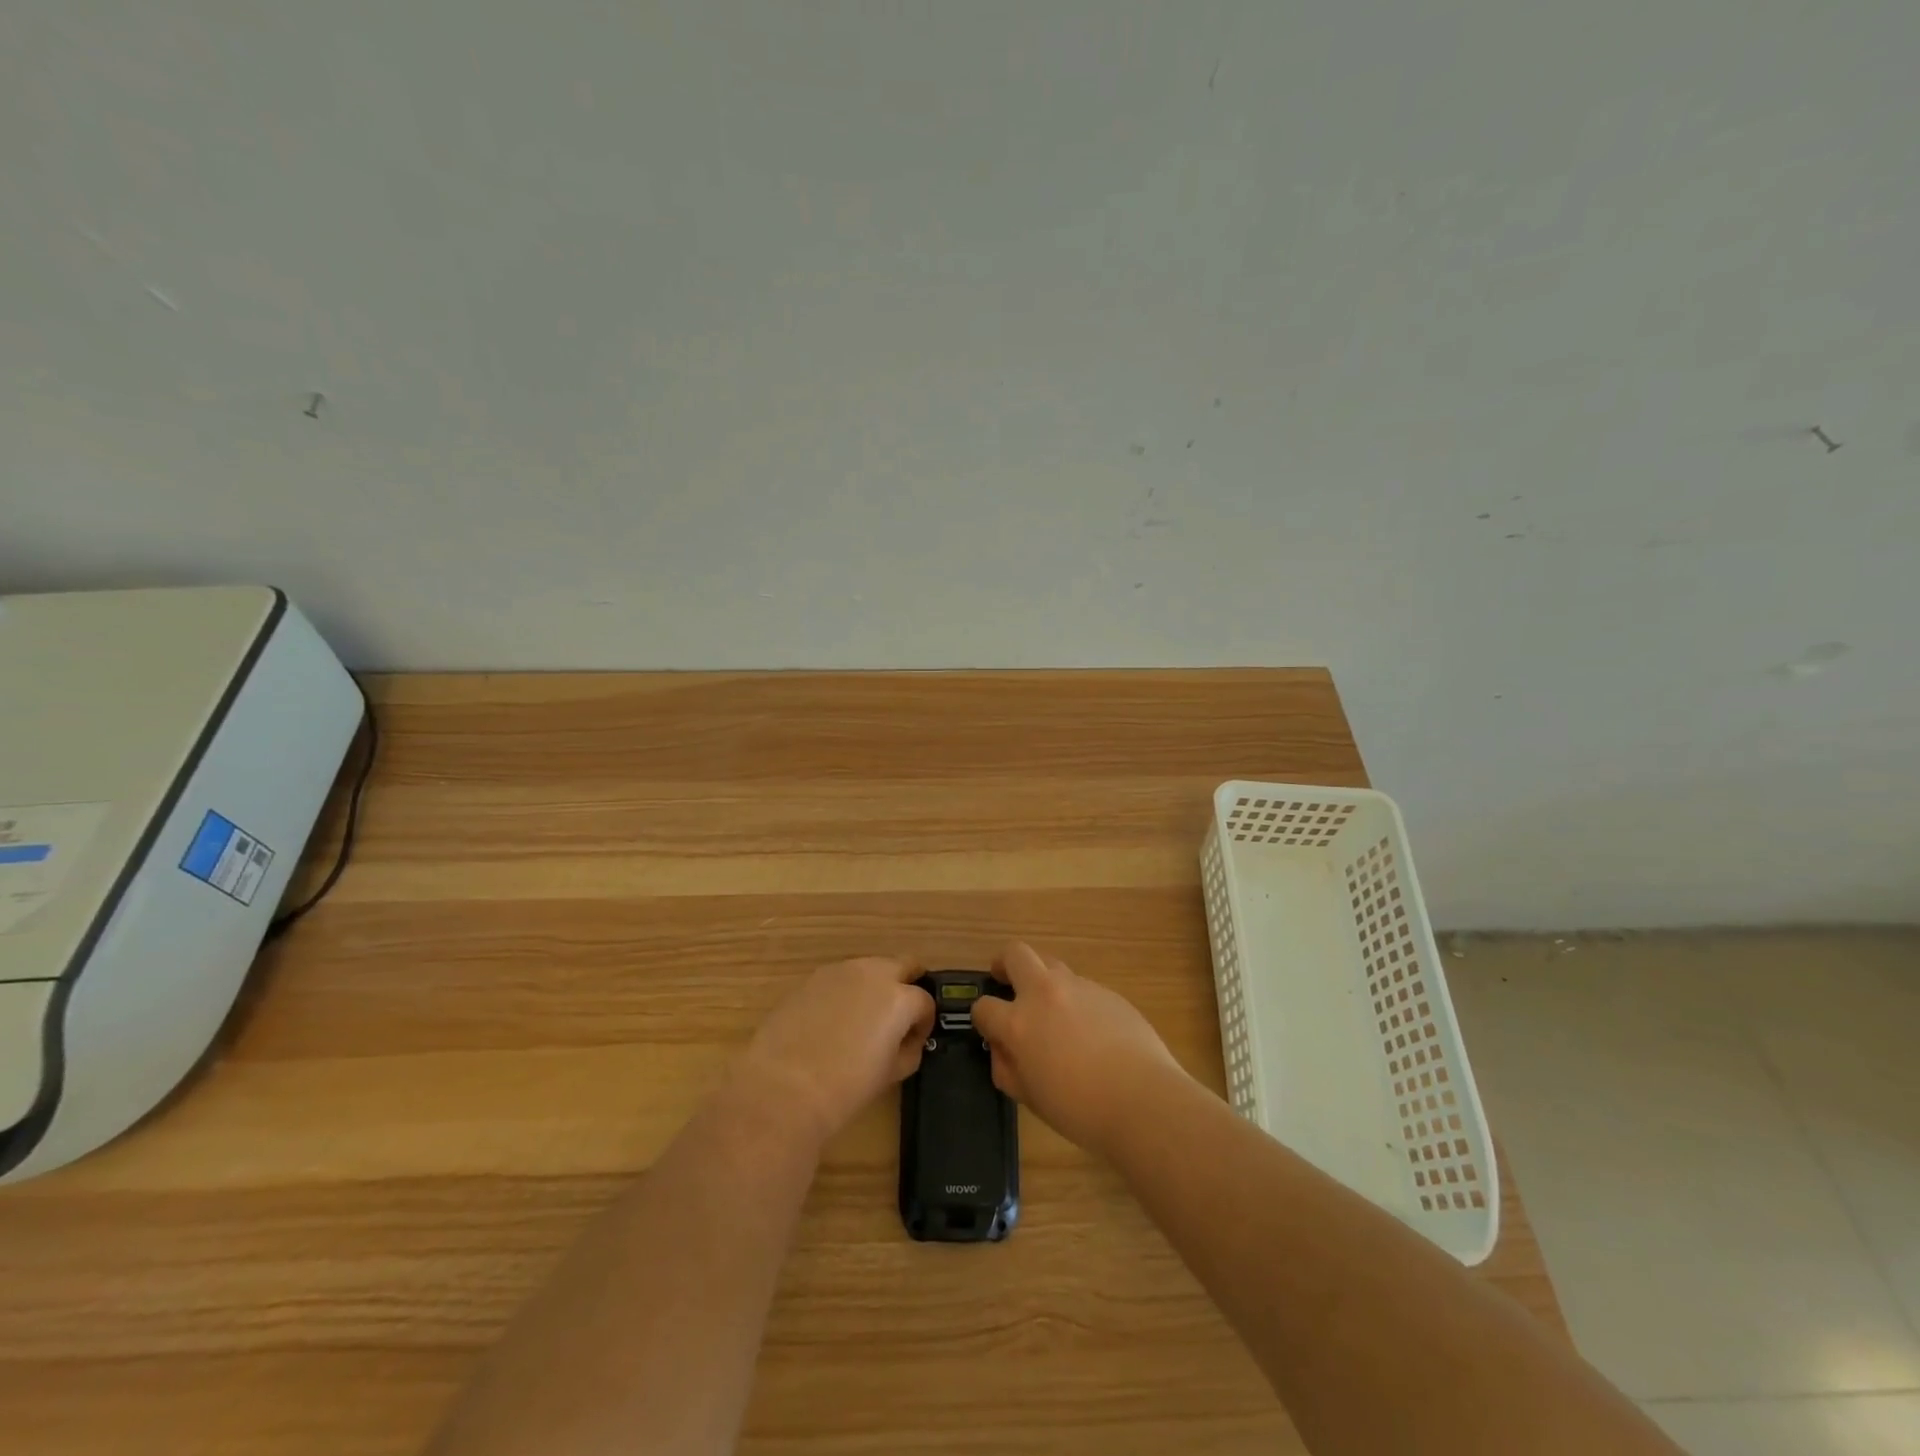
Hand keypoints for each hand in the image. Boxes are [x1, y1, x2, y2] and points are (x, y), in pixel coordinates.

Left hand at [734, 957, 935, 1145]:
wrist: (783, 1088)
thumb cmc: (845, 1087)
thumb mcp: (892, 1073)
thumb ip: (908, 1049)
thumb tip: (907, 1040)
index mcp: (899, 997)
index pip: (925, 1002)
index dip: (923, 1024)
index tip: (914, 1041)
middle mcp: (872, 973)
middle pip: (903, 966)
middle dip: (906, 986)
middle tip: (897, 1018)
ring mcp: (839, 971)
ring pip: (869, 969)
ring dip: (874, 988)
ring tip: (861, 1022)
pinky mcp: (811, 978)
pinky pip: (839, 979)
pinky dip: (844, 993)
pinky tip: (831, 1023)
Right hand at [969, 941, 1188, 1157]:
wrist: (1142, 1100)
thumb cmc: (1079, 1110)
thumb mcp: (1030, 1098)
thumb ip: (1007, 1067)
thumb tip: (1002, 1048)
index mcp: (1019, 1022)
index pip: (984, 1007)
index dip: (982, 1018)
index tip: (989, 1029)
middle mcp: (1045, 993)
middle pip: (1015, 953)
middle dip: (1004, 963)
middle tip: (1006, 981)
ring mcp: (1079, 987)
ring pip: (1051, 965)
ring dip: (1043, 981)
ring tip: (1053, 1012)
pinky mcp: (1107, 991)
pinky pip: (1082, 987)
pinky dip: (1075, 1000)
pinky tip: (1090, 1031)